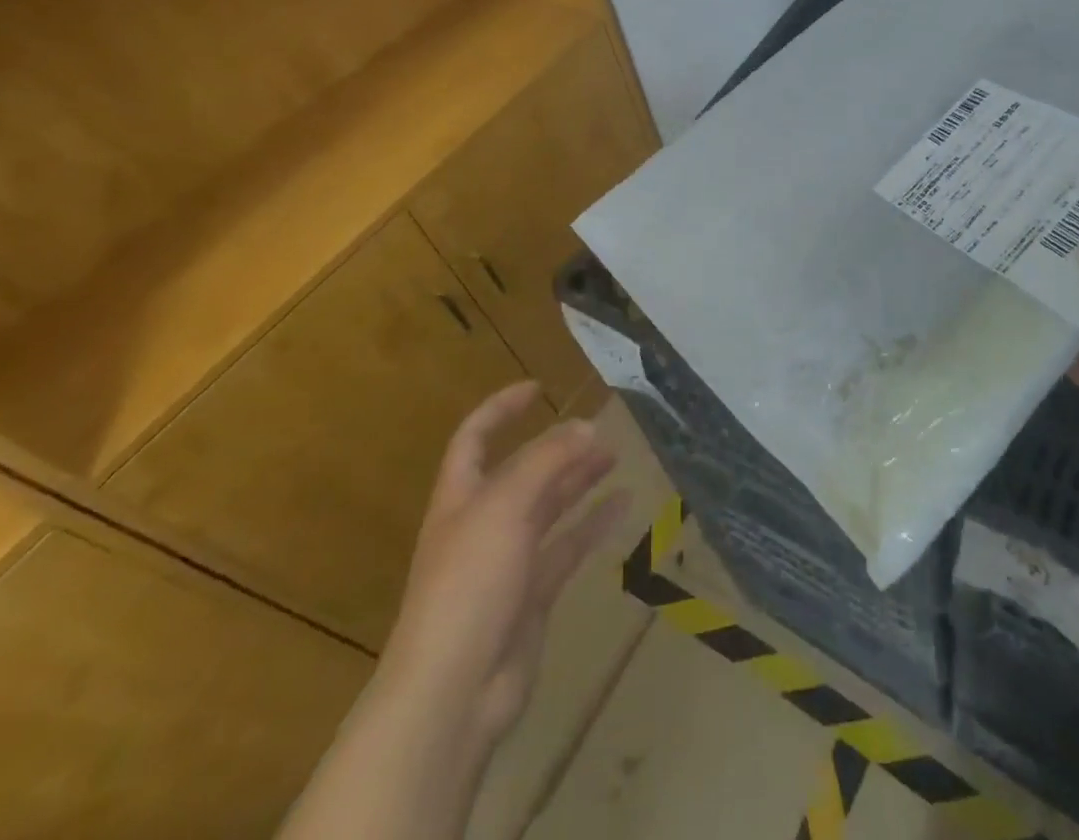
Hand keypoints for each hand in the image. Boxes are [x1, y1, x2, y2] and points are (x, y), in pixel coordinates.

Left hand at [381, 383, 629, 743]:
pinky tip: (624, 505)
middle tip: (599, 429)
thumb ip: (548, 461)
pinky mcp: (533, 595)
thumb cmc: (469, 583)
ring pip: (549, 507)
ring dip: (578, 480)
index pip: (475, 438)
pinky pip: (568, 547)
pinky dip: (594, 524)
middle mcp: (483, 522)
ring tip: (614, 457)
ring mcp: (508, 561)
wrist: (455, 690)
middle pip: (522, 472)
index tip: (539, 388)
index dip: (501, 409)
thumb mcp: (505, 506)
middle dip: (556, 447)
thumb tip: (586, 426)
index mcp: (461, 496)